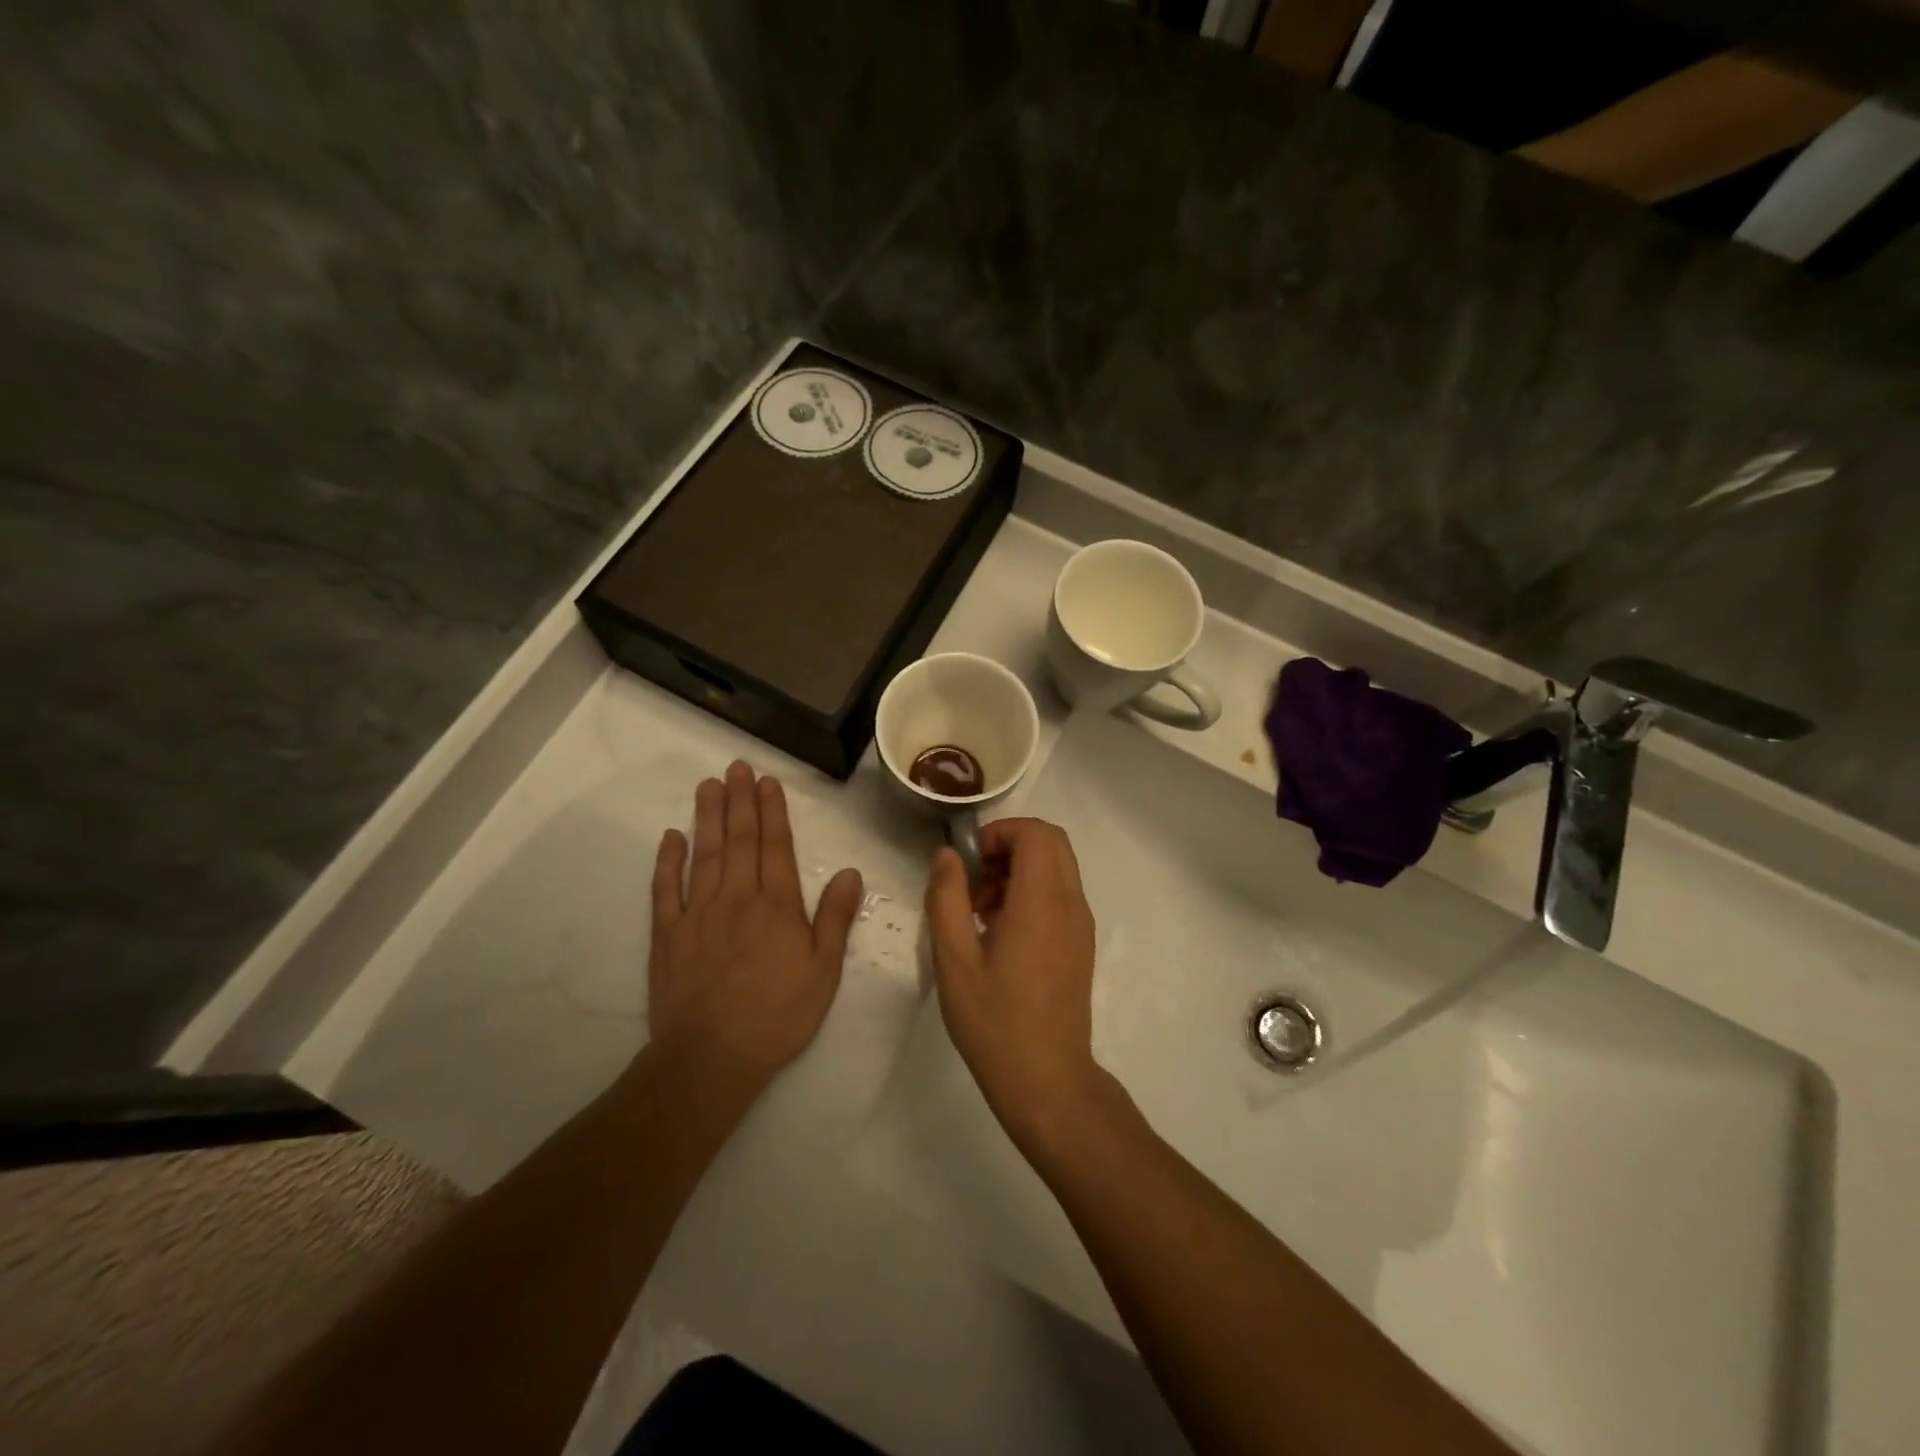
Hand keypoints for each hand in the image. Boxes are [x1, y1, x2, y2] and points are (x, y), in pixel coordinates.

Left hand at [647, 761, 862, 1094]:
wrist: (711, 1058)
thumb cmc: (777, 1015)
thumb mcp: (823, 971)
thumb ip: (835, 918)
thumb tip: (852, 872)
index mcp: (776, 906)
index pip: (775, 847)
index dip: (772, 811)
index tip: (767, 781)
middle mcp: (736, 898)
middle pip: (739, 840)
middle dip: (740, 801)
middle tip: (736, 767)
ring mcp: (698, 913)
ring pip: (704, 854)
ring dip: (708, 817)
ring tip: (708, 785)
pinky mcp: (667, 934)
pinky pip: (666, 889)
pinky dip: (668, 860)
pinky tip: (672, 837)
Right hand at [923, 818, 1104, 1151]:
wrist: (1048, 1082)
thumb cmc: (995, 1022)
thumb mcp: (954, 960)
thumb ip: (947, 899)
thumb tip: (948, 856)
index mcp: (1042, 902)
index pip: (1036, 832)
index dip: (999, 833)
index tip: (969, 863)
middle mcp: (1070, 903)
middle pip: (1051, 842)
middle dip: (1009, 846)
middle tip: (974, 881)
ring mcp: (1081, 924)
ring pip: (1057, 867)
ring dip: (1019, 870)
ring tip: (980, 911)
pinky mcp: (1080, 943)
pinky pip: (1060, 894)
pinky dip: (1031, 892)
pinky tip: (999, 933)